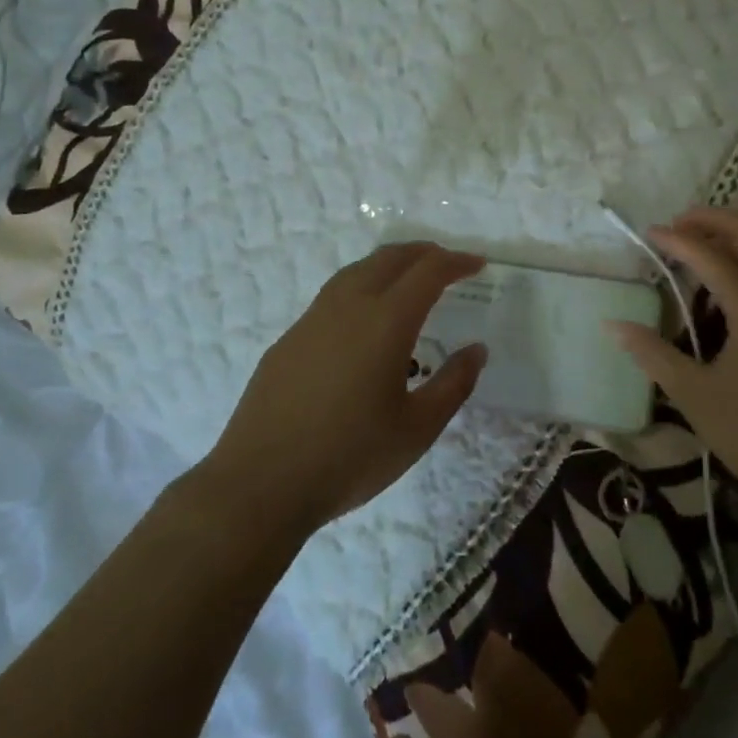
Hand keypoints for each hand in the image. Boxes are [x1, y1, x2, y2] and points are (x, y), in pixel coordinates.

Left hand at [202, 242, 487, 533]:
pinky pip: (333, 294)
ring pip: (357, 270)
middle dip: (424, 253)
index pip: (429, 271)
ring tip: (409, 281)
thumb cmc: (349, 457)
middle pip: (390, 257)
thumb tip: (476, 350)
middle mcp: (349, 306)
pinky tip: (364, 322)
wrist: (259, 484)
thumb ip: (453, 384)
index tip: (478, 266)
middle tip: (448, 264)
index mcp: (386, 321)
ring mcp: (313, 319)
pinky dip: (362, 287)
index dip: (457, 262)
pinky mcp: (289, 338)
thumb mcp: (417, 430)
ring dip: (390, 264)